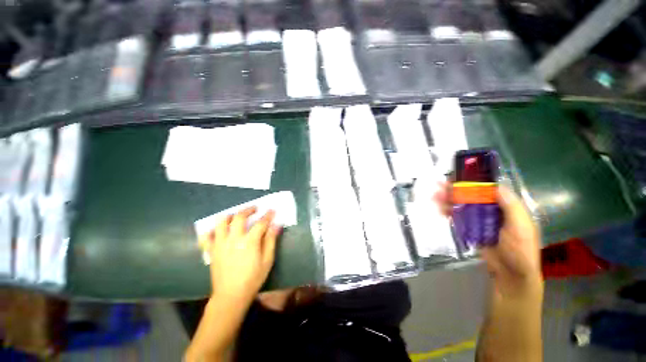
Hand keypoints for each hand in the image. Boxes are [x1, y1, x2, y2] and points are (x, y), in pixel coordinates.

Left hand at [200, 207, 281, 303]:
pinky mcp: (211, 251)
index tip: (272, 210)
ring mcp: (220, 244)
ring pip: (221, 223)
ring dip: (229, 216)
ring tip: (235, 215)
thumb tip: (276, 225)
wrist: (231, 296)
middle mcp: (233, 239)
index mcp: (249, 241)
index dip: (268, 215)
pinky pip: (206, 237)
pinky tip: (217, 231)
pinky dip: (211, 231)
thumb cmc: (253, 278)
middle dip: (248, 210)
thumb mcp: (267, 260)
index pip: (261, 223)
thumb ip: (271, 240)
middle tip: (255, 208)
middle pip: (240, 217)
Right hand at [434, 184, 542, 298]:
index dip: (473, 182)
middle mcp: (492, 210)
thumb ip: (512, 207)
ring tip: (434, 196)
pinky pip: (459, 218)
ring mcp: (480, 220)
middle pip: (471, 196)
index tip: (459, 177)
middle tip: (439, 185)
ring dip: (448, 200)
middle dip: (455, 190)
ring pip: (462, 205)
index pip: (488, 189)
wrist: (510, 275)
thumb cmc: (521, 251)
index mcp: (506, 207)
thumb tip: (496, 186)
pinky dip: (449, 212)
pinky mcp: (471, 229)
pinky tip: (440, 209)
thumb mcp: (522, 228)